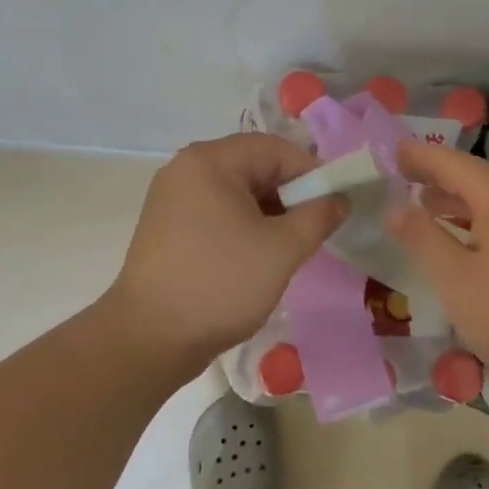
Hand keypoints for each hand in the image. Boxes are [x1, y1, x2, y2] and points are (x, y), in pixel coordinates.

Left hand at [103, 133, 346, 378]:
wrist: (149, 339)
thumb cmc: (220, 284)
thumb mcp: (282, 249)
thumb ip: (318, 216)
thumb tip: (339, 199)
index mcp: (210, 161)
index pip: (276, 149)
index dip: (312, 174)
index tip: (335, 206)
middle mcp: (186, 168)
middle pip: (254, 166)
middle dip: (290, 195)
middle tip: (313, 229)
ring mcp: (172, 198)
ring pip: (237, 192)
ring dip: (268, 213)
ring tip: (288, 248)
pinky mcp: (166, 226)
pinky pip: (217, 212)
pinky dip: (243, 225)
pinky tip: (257, 256)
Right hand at [385, 140, 488, 403]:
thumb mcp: (456, 278)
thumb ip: (421, 237)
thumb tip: (392, 204)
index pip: (452, 163)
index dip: (419, 156)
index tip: (389, 150)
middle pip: (473, 178)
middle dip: (436, 175)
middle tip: (398, 174)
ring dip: (454, 201)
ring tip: (421, 204)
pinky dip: (473, 223)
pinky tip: (460, 244)